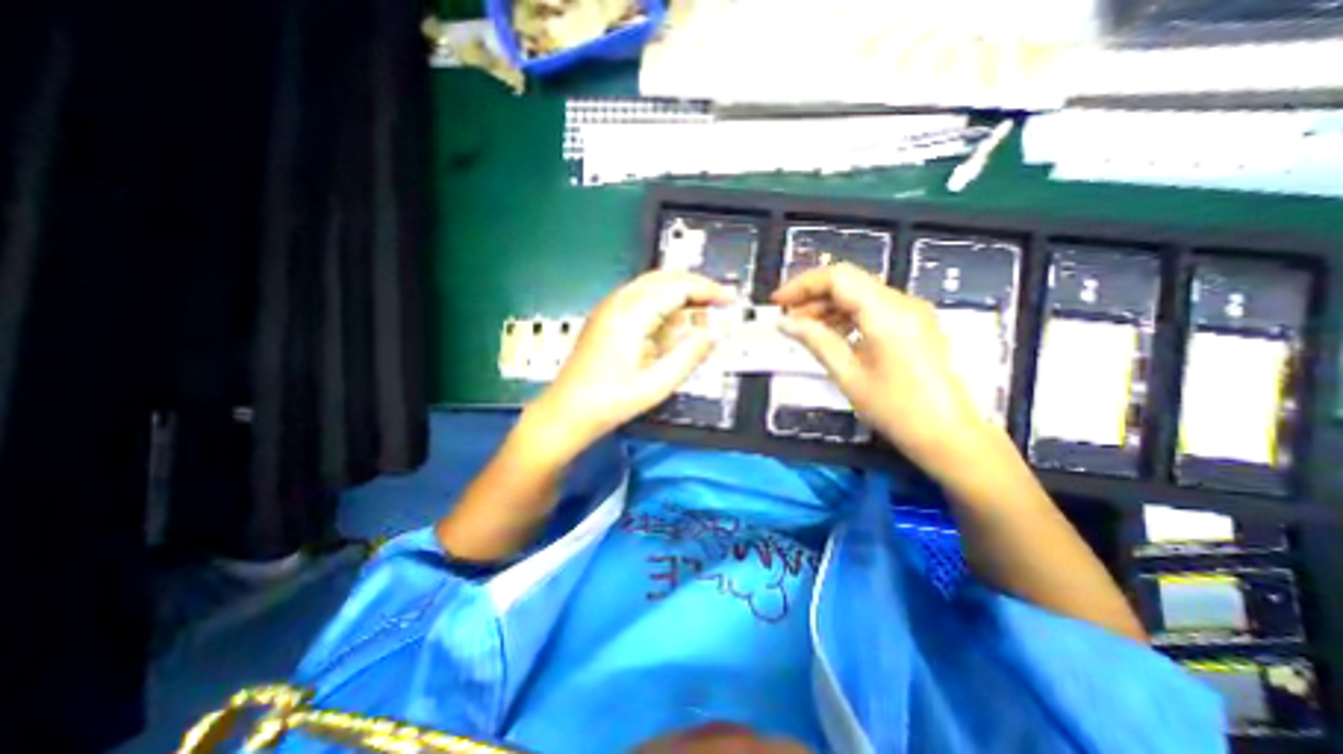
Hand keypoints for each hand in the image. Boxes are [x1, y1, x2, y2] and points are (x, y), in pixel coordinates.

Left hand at [531, 271, 732, 447]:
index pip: (676, 286)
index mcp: (630, 315)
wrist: (568, 411)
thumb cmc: (608, 401)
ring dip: (679, 298)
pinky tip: (671, 328)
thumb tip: (712, 334)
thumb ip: (689, 356)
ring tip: (698, 322)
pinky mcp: (607, 318)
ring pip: (653, 287)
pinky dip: (663, 307)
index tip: (728, 299)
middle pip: (664, 278)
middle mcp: (617, 303)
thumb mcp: (657, 384)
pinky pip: (641, 300)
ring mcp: (609, 309)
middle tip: (717, 306)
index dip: (707, 290)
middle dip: (694, 288)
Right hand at [772, 263, 989, 467]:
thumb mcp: (848, 375)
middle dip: (813, 296)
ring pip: (860, 294)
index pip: (838, 278)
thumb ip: (815, 341)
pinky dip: (847, 316)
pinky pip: (873, 309)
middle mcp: (902, 302)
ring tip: (805, 330)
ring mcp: (912, 312)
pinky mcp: (914, 324)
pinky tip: (832, 336)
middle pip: (849, 282)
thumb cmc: (896, 409)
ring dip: (829, 307)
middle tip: (788, 319)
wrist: (949, 436)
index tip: (778, 302)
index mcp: (886, 313)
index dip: (803, 285)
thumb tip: (785, 323)